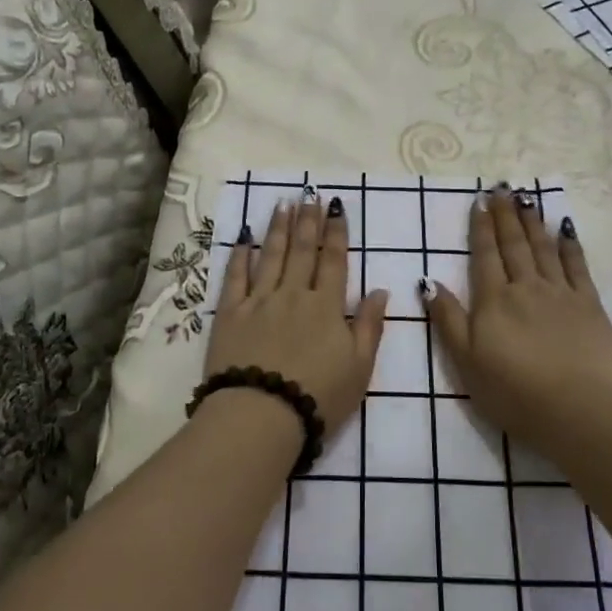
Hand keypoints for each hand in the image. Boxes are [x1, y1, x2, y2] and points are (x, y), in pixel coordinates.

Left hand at [205, 192, 388, 434]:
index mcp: (327, 306)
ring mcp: (259, 301)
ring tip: (283, 204)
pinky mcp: (230, 314)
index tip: (335, 207)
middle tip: (308, 195)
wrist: (261, 415)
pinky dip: (241, 255)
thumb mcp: (360, 368)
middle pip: (301, 251)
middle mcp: (293, 294)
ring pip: (270, 256)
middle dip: (307, 221)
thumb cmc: (319, 397)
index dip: (336, 233)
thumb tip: (380, 290)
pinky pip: (236, 277)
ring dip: (278, 228)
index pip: (334, 261)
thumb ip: (370, 326)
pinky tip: (245, 238)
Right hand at [423, 188, 611, 450]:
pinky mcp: (590, 306)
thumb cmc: (512, 392)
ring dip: (533, 222)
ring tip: (527, 199)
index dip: (481, 227)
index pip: (484, 255)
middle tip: (502, 188)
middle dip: (506, 215)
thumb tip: (428, 282)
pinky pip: (577, 267)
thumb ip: (448, 319)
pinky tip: (565, 230)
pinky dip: (569, 245)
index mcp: (494, 301)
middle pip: (513, 244)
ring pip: (543, 249)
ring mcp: (561, 294)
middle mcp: (526, 287)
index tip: (480, 201)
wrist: (576, 410)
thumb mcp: (466, 361)